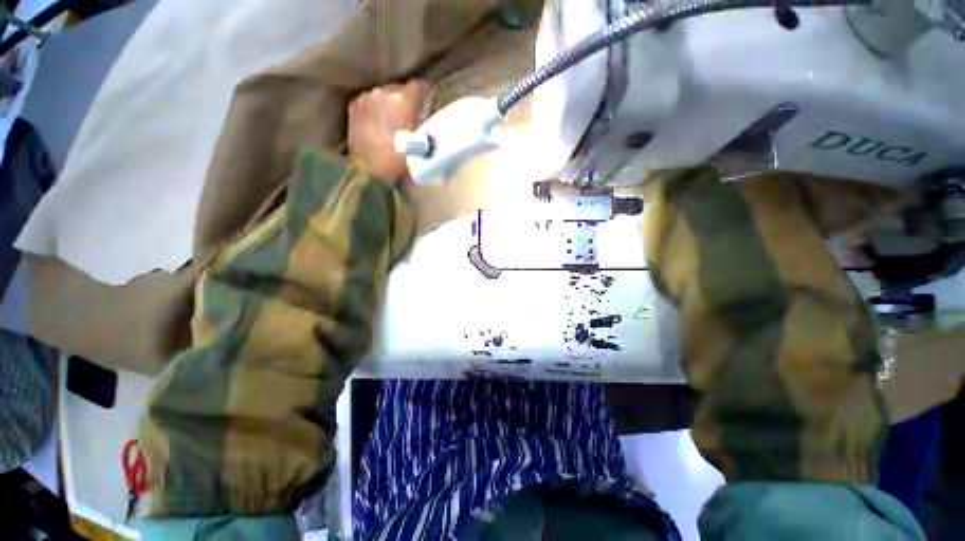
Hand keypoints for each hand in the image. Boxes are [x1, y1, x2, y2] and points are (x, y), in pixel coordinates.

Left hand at [348, 80, 433, 181]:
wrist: (369, 169)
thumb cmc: (399, 158)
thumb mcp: (420, 140)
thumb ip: (425, 119)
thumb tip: (428, 106)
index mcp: (402, 100)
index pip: (418, 85)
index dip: (425, 93)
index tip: (427, 101)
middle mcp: (383, 92)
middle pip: (399, 88)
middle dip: (405, 99)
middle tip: (408, 115)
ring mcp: (366, 97)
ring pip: (383, 93)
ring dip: (389, 103)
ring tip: (391, 120)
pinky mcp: (354, 104)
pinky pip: (370, 100)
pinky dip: (375, 108)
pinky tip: (377, 122)